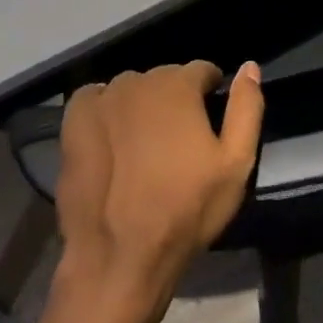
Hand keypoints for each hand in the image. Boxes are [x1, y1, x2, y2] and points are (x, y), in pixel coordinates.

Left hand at [53, 61, 264, 322]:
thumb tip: (249, 66)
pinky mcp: (74, 122)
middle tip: (178, 140)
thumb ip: (246, 108)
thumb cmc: (186, 210)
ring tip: (144, 144)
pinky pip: (94, 99)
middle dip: (175, 99)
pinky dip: (105, 109)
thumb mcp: (235, 164)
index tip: (210, 118)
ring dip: (141, 105)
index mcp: (178, 86)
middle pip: (164, 79)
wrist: (120, 255)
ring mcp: (101, 100)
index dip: (210, 92)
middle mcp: (137, 82)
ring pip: (130, 89)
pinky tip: (110, 137)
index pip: (201, 70)